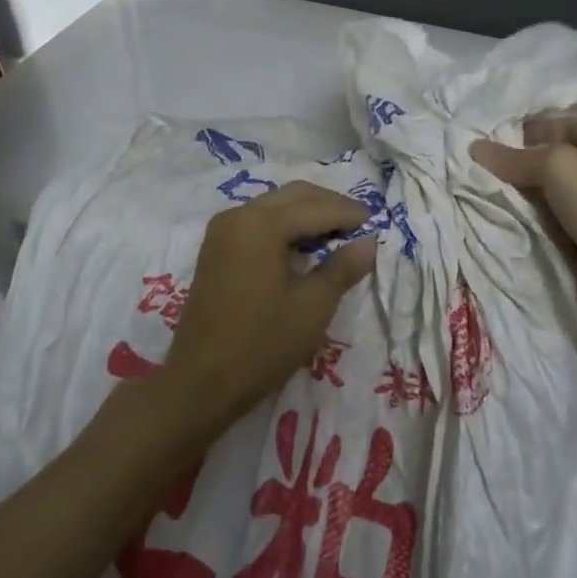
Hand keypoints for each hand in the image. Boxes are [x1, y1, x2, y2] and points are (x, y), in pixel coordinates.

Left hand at [162, 181, 378, 430]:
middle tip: (359, 225)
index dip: (349, 213)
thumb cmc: (262, 345)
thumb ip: (343, 268)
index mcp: (262, 224)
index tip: (376, 223)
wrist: (200, 382)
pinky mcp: (216, 248)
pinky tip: (303, 247)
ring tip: (336, 235)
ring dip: (306, 213)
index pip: (317, 208)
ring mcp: (222, 230)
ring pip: (275, 205)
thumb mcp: (313, 307)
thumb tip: (369, 242)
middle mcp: (239, 215)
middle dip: (328, 205)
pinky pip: (258, 221)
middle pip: (294, 196)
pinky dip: (284, 225)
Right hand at [472, 116, 576, 339]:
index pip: (559, 124)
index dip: (522, 132)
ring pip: (548, 197)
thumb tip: (475, 148)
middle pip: (551, 162)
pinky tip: (496, 224)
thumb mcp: (559, 167)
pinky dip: (529, 227)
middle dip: (516, 167)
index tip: (482, 142)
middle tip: (472, 171)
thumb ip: (515, 158)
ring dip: (519, 200)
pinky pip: (551, 227)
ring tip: (475, 196)